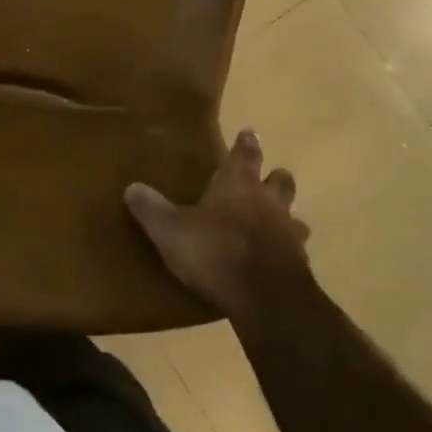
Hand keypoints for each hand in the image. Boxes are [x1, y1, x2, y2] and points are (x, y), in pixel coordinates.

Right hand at [124, 129, 311, 321]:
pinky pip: (295, 250)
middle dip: (273, 178)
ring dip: (285, 218)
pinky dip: (286, 251)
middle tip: (264, 181)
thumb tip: (132, 188)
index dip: (246, 143)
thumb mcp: (170, 230)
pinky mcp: (299, 264)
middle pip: (280, 180)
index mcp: (238, 183)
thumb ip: (152, 209)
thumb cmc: (215, 251)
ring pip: (294, 215)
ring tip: (271, 226)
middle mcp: (268, 201)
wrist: (265, 297)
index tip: (249, 133)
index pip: (246, 153)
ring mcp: (288, 232)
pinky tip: (273, 262)